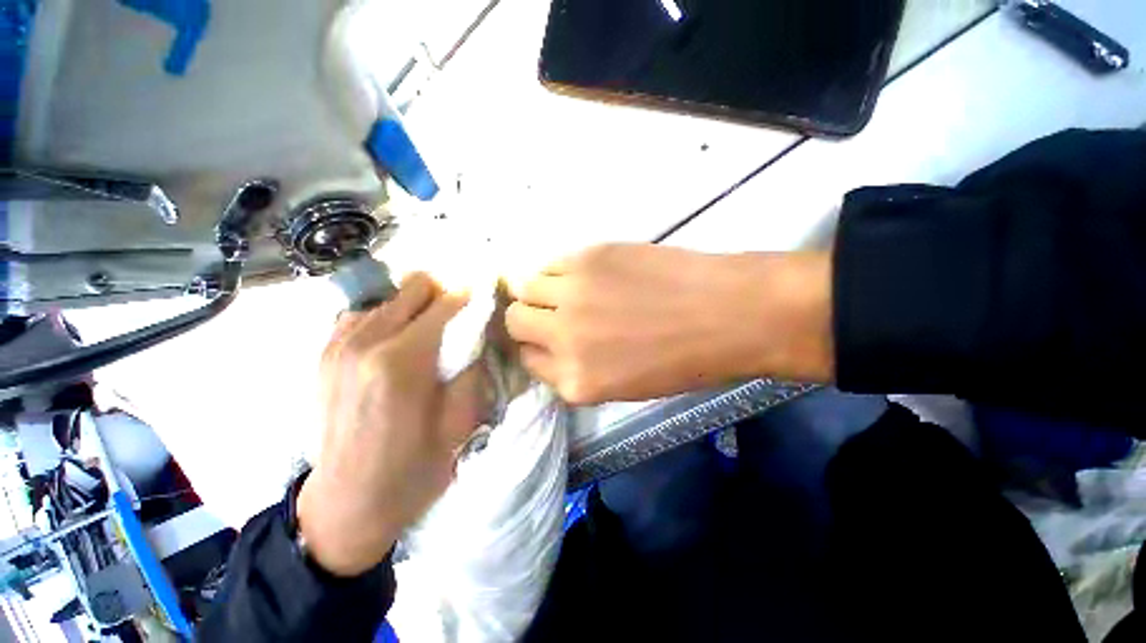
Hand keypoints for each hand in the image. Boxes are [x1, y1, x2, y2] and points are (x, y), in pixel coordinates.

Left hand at [297, 274, 483, 576]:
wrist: (349, 502)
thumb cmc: (414, 466)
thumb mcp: (460, 420)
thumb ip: (473, 367)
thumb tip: (478, 333)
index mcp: (403, 361)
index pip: (444, 304)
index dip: (469, 297)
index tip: (482, 299)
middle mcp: (366, 341)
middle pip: (413, 287)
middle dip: (441, 296)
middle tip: (455, 318)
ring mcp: (338, 345)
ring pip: (387, 296)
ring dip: (413, 307)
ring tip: (425, 333)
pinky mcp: (323, 354)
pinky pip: (361, 313)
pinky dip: (384, 318)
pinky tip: (393, 342)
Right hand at [506, 244, 832, 404]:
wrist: (729, 314)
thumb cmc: (684, 359)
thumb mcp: (624, 385)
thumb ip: (579, 369)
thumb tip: (554, 345)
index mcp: (575, 382)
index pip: (528, 361)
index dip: (536, 347)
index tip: (546, 337)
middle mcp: (563, 339)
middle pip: (516, 322)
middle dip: (527, 319)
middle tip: (549, 310)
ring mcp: (573, 295)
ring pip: (524, 287)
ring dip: (537, 290)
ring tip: (564, 288)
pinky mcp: (587, 258)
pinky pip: (549, 263)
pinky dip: (555, 270)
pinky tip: (579, 273)